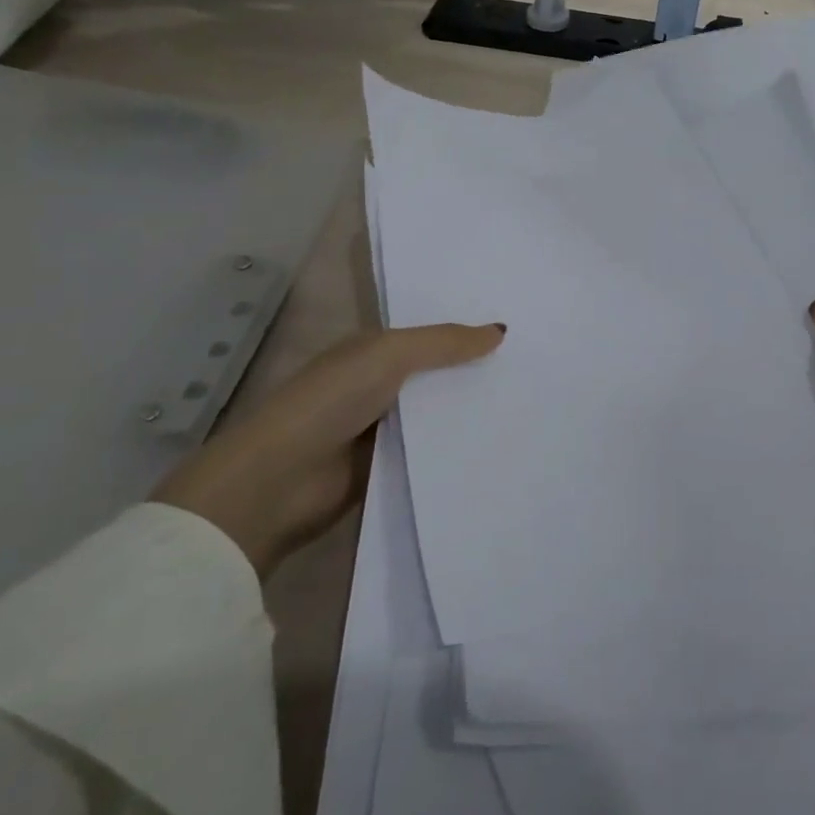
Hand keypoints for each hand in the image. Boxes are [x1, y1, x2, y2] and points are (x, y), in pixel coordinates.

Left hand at [153, 322, 503, 576]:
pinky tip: (498, 445)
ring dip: (469, 413)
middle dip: (476, 373)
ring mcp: (381, 430)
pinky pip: (431, 453)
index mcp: (373, 351)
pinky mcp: (386, 470)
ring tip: (529, 408)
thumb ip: (445, 342)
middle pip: (437, 376)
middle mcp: (378, 385)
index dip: (467, 333)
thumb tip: (501, 330)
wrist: (278, 483)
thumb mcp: (390, 355)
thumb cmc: (330, 401)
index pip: (430, 336)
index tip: (518, 334)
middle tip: (536, 371)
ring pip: (437, 415)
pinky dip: (456, 449)